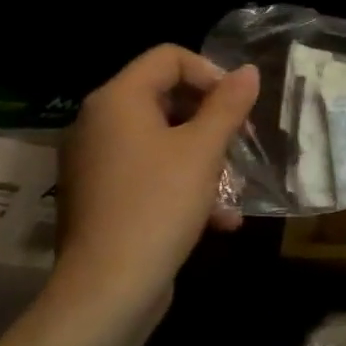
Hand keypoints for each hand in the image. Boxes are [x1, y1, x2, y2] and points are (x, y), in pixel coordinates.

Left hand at [52, 46, 259, 321]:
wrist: (109, 288)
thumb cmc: (159, 204)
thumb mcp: (204, 150)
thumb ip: (228, 105)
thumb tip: (249, 71)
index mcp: (116, 101)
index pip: (168, 57)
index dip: (211, 73)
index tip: (238, 107)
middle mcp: (98, 123)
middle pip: (166, 97)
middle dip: (212, 119)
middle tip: (241, 145)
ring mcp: (97, 162)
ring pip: (163, 139)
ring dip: (206, 158)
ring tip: (234, 189)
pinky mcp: (103, 196)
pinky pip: (150, 172)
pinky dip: (184, 185)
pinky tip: (218, 220)